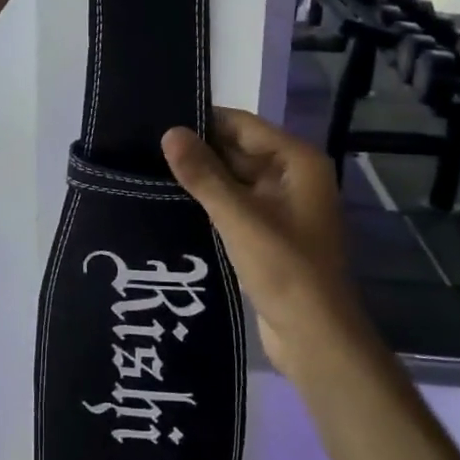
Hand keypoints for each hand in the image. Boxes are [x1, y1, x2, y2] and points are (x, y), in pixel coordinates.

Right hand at [162, 109, 367, 380]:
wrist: (315, 340)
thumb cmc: (285, 270)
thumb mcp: (239, 218)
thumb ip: (203, 174)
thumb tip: (168, 132)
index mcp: (297, 162)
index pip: (242, 125)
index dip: (202, 121)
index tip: (157, 119)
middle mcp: (292, 176)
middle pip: (237, 150)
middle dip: (197, 150)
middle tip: (144, 146)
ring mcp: (281, 206)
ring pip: (233, 178)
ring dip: (200, 178)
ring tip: (148, 169)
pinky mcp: (268, 232)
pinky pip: (234, 204)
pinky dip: (209, 202)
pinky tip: (171, 201)